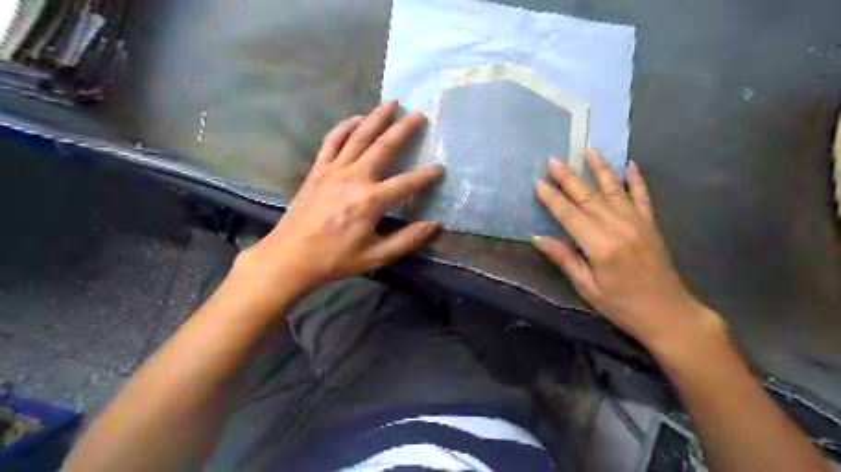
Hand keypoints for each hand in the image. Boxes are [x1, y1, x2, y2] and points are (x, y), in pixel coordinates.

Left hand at [239, 101, 442, 293]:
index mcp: (371, 201)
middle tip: (419, 114)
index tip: (440, 168)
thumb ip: (407, 240)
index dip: (426, 175)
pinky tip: (356, 118)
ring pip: (359, 136)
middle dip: (404, 129)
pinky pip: (332, 141)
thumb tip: (434, 224)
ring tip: (391, 103)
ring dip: (376, 118)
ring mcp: (334, 170)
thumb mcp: (375, 256)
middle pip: (384, 147)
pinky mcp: (318, 170)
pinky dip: (345, 127)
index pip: (407, 183)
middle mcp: (355, 178)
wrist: (290, 257)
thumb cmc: (335, 259)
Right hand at [531, 148, 722, 350]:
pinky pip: (642, 197)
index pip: (569, 215)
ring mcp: (637, 223)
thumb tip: (538, 238)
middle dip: (569, 177)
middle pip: (588, 197)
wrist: (669, 314)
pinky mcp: (651, 224)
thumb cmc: (622, 306)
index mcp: (600, 246)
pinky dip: (636, 180)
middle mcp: (619, 227)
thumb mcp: (587, 288)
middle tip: (553, 160)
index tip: (538, 183)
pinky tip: (630, 164)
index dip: (552, 199)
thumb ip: (565, 259)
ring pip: (614, 190)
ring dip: (599, 168)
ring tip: (587, 149)